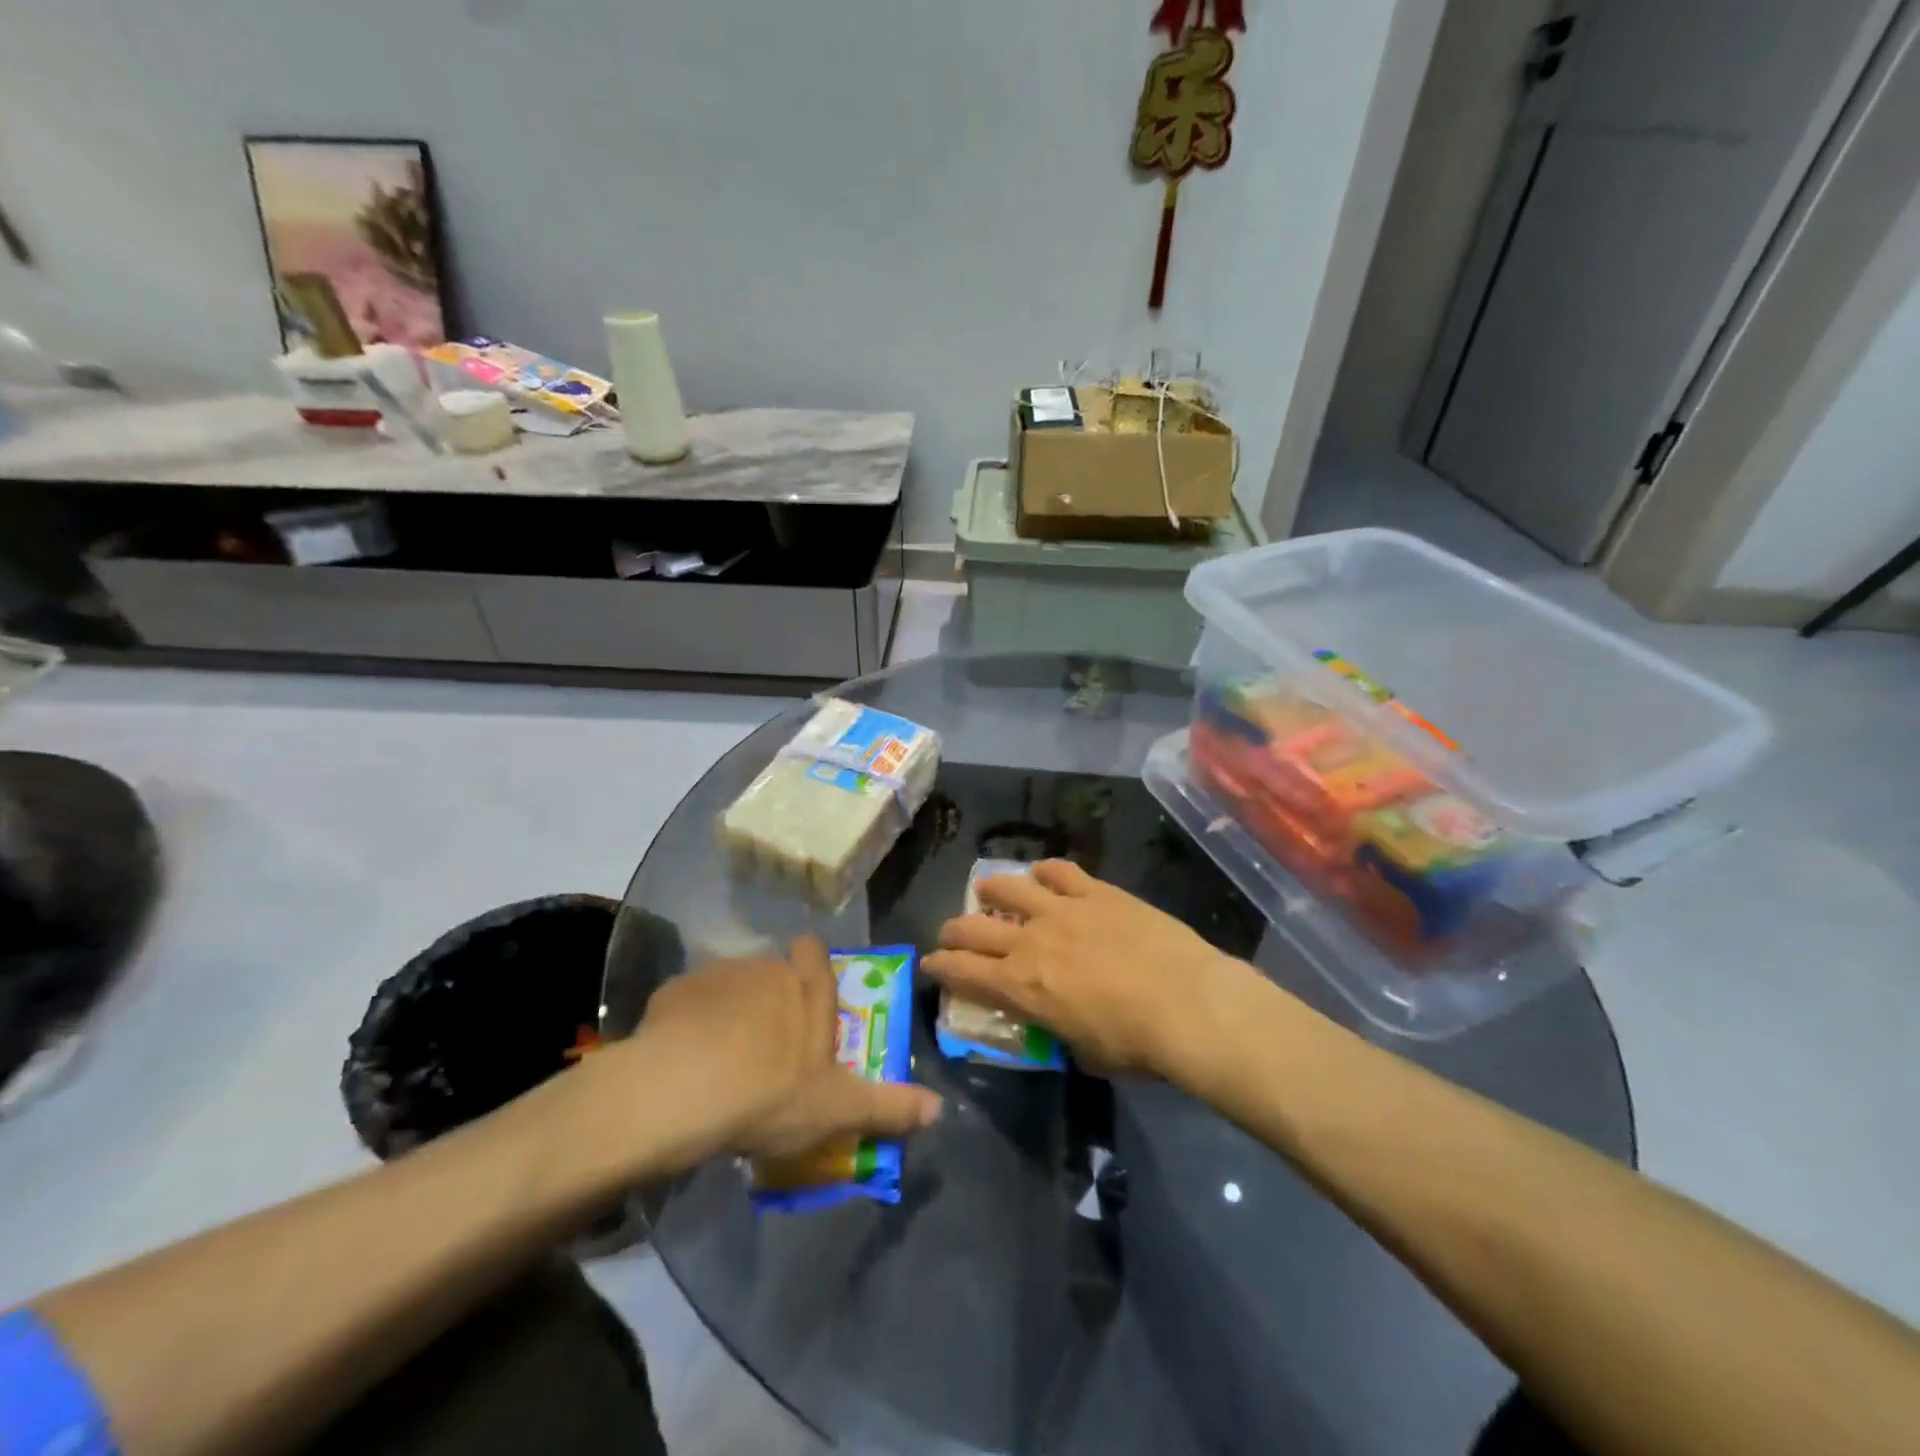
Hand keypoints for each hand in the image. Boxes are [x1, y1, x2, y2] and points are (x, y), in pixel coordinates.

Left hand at [625, 936, 940, 1163]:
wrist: (683, 1091)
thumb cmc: (772, 1093)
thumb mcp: (838, 1109)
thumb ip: (889, 1106)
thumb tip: (940, 1108)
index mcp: (808, 988)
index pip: (813, 951)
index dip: (810, 968)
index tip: (806, 999)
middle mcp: (767, 968)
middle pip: (771, 971)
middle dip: (769, 998)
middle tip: (764, 1047)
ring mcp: (718, 975)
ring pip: (730, 985)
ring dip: (728, 1011)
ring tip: (719, 1058)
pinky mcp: (674, 990)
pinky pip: (688, 1001)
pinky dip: (688, 1023)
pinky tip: (681, 1059)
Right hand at [925, 860, 1255, 1080]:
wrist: (1186, 1003)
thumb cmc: (1134, 1043)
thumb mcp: (1084, 1053)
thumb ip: (1059, 1030)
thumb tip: (1060, 1023)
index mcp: (1019, 986)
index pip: (960, 971)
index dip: (938, 966)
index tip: (931, 964)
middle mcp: (1028, 941)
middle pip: (972, 926)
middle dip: (953, 931)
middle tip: (953, 935)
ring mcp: (1061, 909)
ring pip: (1007, 886)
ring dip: (990, 891)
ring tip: (988, 892)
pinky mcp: (1095, 891)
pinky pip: (1059, 871)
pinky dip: (1045, 872)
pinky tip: (1044, 875)